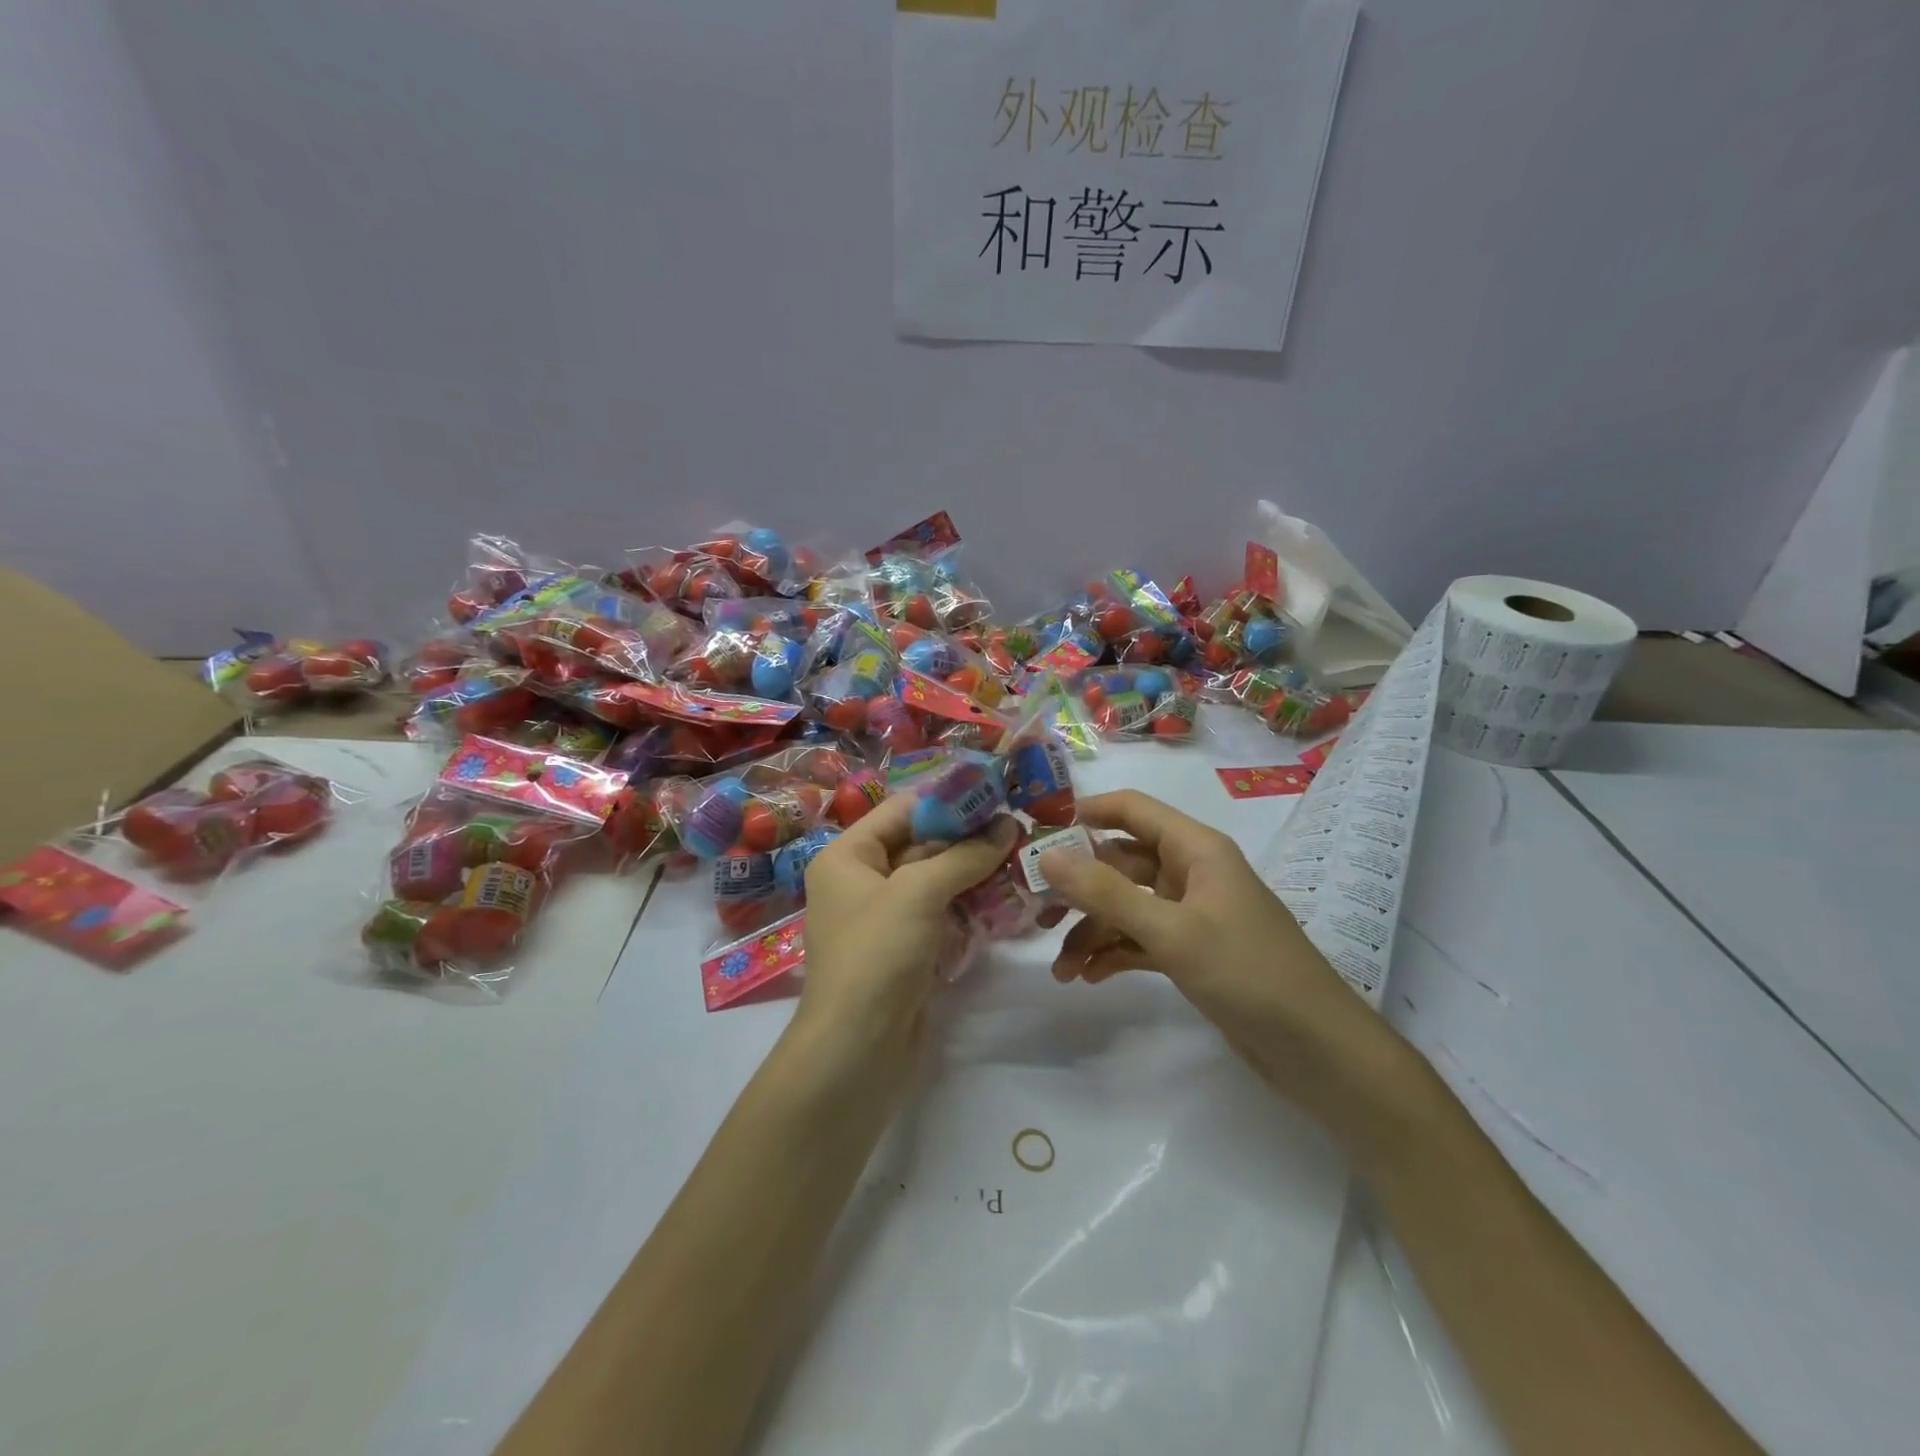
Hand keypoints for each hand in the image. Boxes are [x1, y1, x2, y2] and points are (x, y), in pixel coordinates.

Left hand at [795, 794, 1019, 1080]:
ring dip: (975, 871)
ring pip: (936, 881)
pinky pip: (942, 914)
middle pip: (921, 844)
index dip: (947, 800)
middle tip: (1019, 827)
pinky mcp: (907, 949)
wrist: (857, 1051)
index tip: (997, 793)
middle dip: (968, 837)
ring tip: (1022, 857)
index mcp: (848, 856)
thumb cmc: (877, 955)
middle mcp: (862, 880)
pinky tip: (1008, 898)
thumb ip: (964, 855)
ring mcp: (886, 918)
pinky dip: (970, 905)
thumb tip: (1008, 825)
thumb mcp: (918, 893)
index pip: (902, 810)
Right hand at [1038, 790, 1404, 1137]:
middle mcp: (1192, 873)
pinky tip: (1088, 976)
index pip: (1132, 809)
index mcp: (1196, 849)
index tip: (1037, 831)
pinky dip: (1114, 953)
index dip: (1085, 813)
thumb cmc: (1248, 973)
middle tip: (1035, 913)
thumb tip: (1046, 855)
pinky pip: (1140, 940)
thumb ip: (1106, 892)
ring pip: (1126, 906)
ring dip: (1092, 931)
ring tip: (1061, 969)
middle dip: (1079, 886)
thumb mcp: (1171, 930)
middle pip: (1121, 862)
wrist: (1318, 1051)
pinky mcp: (1193, 953)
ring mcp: (1192, 914)